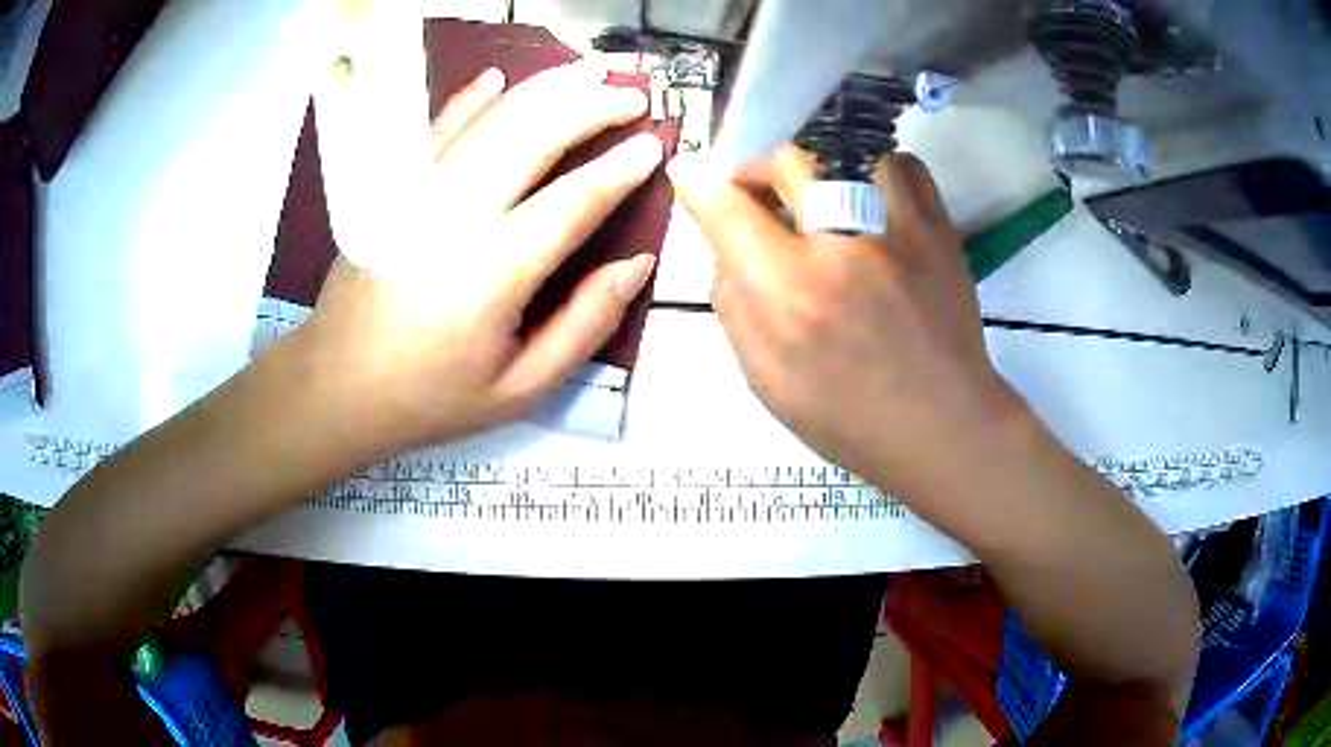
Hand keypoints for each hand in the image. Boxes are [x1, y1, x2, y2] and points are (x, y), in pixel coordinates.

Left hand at [298, 63, 661, 452]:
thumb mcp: (521, 388)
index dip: (621, 168)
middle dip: (592, 107)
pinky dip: (469, 99)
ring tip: (586, 76)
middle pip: (535, 136)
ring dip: (544, 90)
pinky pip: (435, 129)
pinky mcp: (391, 188)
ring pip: (491, 120)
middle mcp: (457, 214)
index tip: (653, 146)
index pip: (575, 199)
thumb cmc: (432, 394)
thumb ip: (586, 324)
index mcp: (495, 270)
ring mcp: (417, 192)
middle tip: (631, 98)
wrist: (338, 385)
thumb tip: (636, 265)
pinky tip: (497, 79)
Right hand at [668, 148, 1026, 496]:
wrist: (942, 424)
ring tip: (817, 192)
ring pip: (847, 147)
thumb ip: (733, 302)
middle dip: (757, 166)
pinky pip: (902, 164)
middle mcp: (841, 244)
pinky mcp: (939, 228)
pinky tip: (869, 197)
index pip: (726, 206)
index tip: (692, 176)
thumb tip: (724, 242)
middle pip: (786, 159)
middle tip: (757, 191)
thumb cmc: (847, 415)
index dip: (700, 183)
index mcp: (788, 291)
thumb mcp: (765, 377)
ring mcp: (898, 229)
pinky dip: (875, 168)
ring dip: (817, 163)